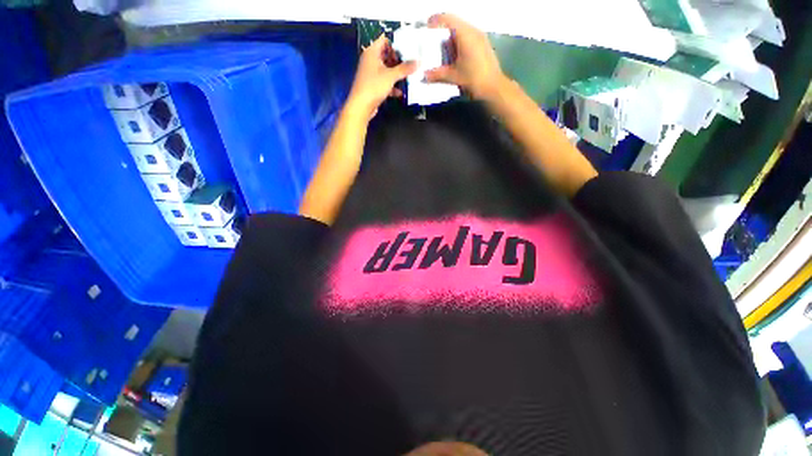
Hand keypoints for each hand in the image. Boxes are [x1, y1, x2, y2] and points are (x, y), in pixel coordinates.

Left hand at [347, 34, 416, 117]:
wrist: (361, 106)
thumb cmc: (374, 86)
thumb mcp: (391, 76)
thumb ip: (405, 68)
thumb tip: (418, 62)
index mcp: (372, 52)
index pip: (385, 40)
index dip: (396, 44)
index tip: (408, 51)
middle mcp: (371, 60)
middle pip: (387, 56)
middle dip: (399, 61)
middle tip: (411, 65)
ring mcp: (372, 74)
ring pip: (387, 70)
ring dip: (397, 74)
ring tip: (409, 77)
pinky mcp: (374, 85)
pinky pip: (385, 82)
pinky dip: (392, 86)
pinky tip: (400, 92)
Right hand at [425, 14, 505, 100]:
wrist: (494, 87)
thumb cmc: (474, 79)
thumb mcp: (453, 76)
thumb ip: (437, 74)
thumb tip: (424, 75)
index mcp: (465, 34)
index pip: (447, 19)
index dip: (435, 21)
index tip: (425, 28)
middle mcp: (473, 31)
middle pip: (454, 24)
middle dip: (441, 32)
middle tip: (431, 43)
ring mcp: (480, 37)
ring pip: (461, 31)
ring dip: (450, 39)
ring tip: (441, 52)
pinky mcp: (483, 45)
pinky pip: (467, 38)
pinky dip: (458, 44)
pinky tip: (453, 57)